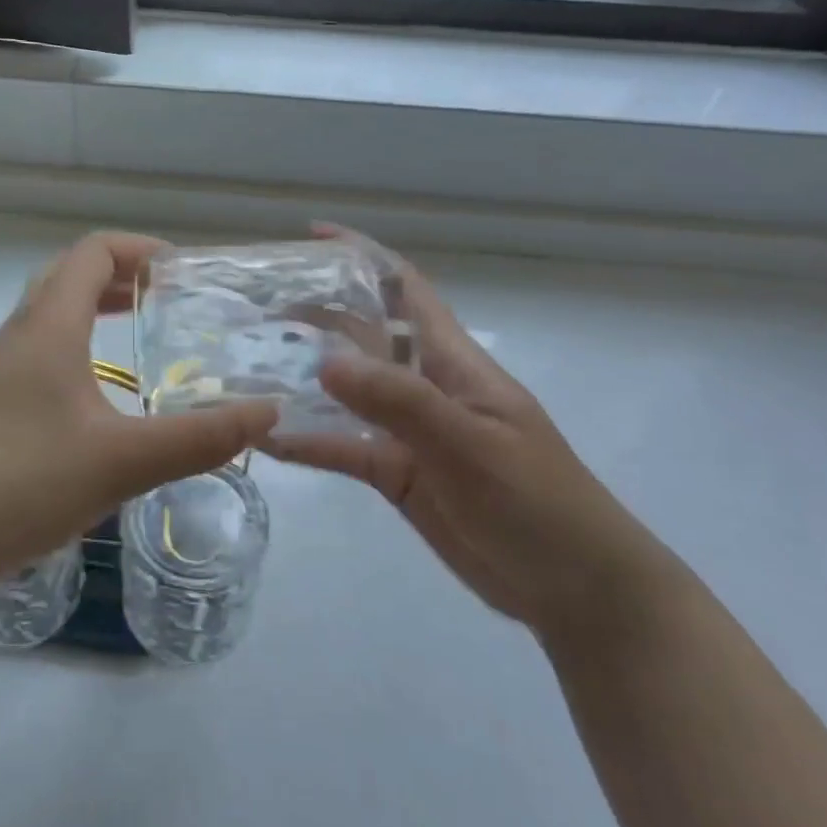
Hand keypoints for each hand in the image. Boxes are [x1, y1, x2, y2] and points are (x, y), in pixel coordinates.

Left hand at [0, 233, 277, 597]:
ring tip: (136, 328)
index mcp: (49, 327)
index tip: (181, 270)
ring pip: (49, 312)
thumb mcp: (123, 461)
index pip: (92, 252)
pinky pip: (39, 348)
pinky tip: (95, 390)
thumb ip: (198, 437)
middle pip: (68, 274)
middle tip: (165, 295)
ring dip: (92, 306)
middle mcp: (20, 334)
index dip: (139, 249)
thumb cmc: (24, 482)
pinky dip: (75, 342)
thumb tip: (267, 412)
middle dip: (119, 274)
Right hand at [264, 226, 680, 645]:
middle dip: (319, 314)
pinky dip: (308, 442)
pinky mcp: (397, 474)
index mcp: (452, 360)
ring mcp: (409, 431)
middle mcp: (425, 384)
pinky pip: (344, 448)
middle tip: (260, 308)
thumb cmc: (537, 500)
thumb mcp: (470, 444)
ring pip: (347, 392)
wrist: (576, 590)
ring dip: (304, 378)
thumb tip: (325, 360)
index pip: (405, 287)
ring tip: (250, 366)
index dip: (364, 256)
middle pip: (364, 334)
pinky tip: (267, 439)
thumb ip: (400, 401)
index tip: (313, 237)